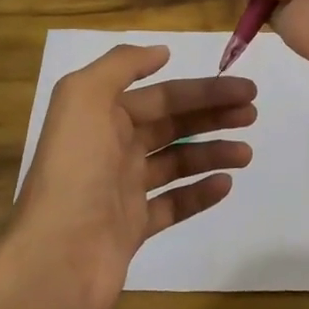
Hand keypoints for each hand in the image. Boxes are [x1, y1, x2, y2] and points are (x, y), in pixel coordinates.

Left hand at [10, 44, 255, 308]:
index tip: (245, 89)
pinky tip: (225, 185)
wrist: (56, 257)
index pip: (162, 95)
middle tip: (252, 114)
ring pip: (176, 162)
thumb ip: (121, 65)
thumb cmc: (76, 170)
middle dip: (212, 115)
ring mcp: (122, 189)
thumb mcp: (84, 97)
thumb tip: (161, 52)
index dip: (203, 90)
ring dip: (212, 152)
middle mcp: (111, 147)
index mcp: (100, 115)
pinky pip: (172, 204)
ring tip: (246, 153)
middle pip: (172, 124)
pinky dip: (199, 193)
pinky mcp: (132, 227)